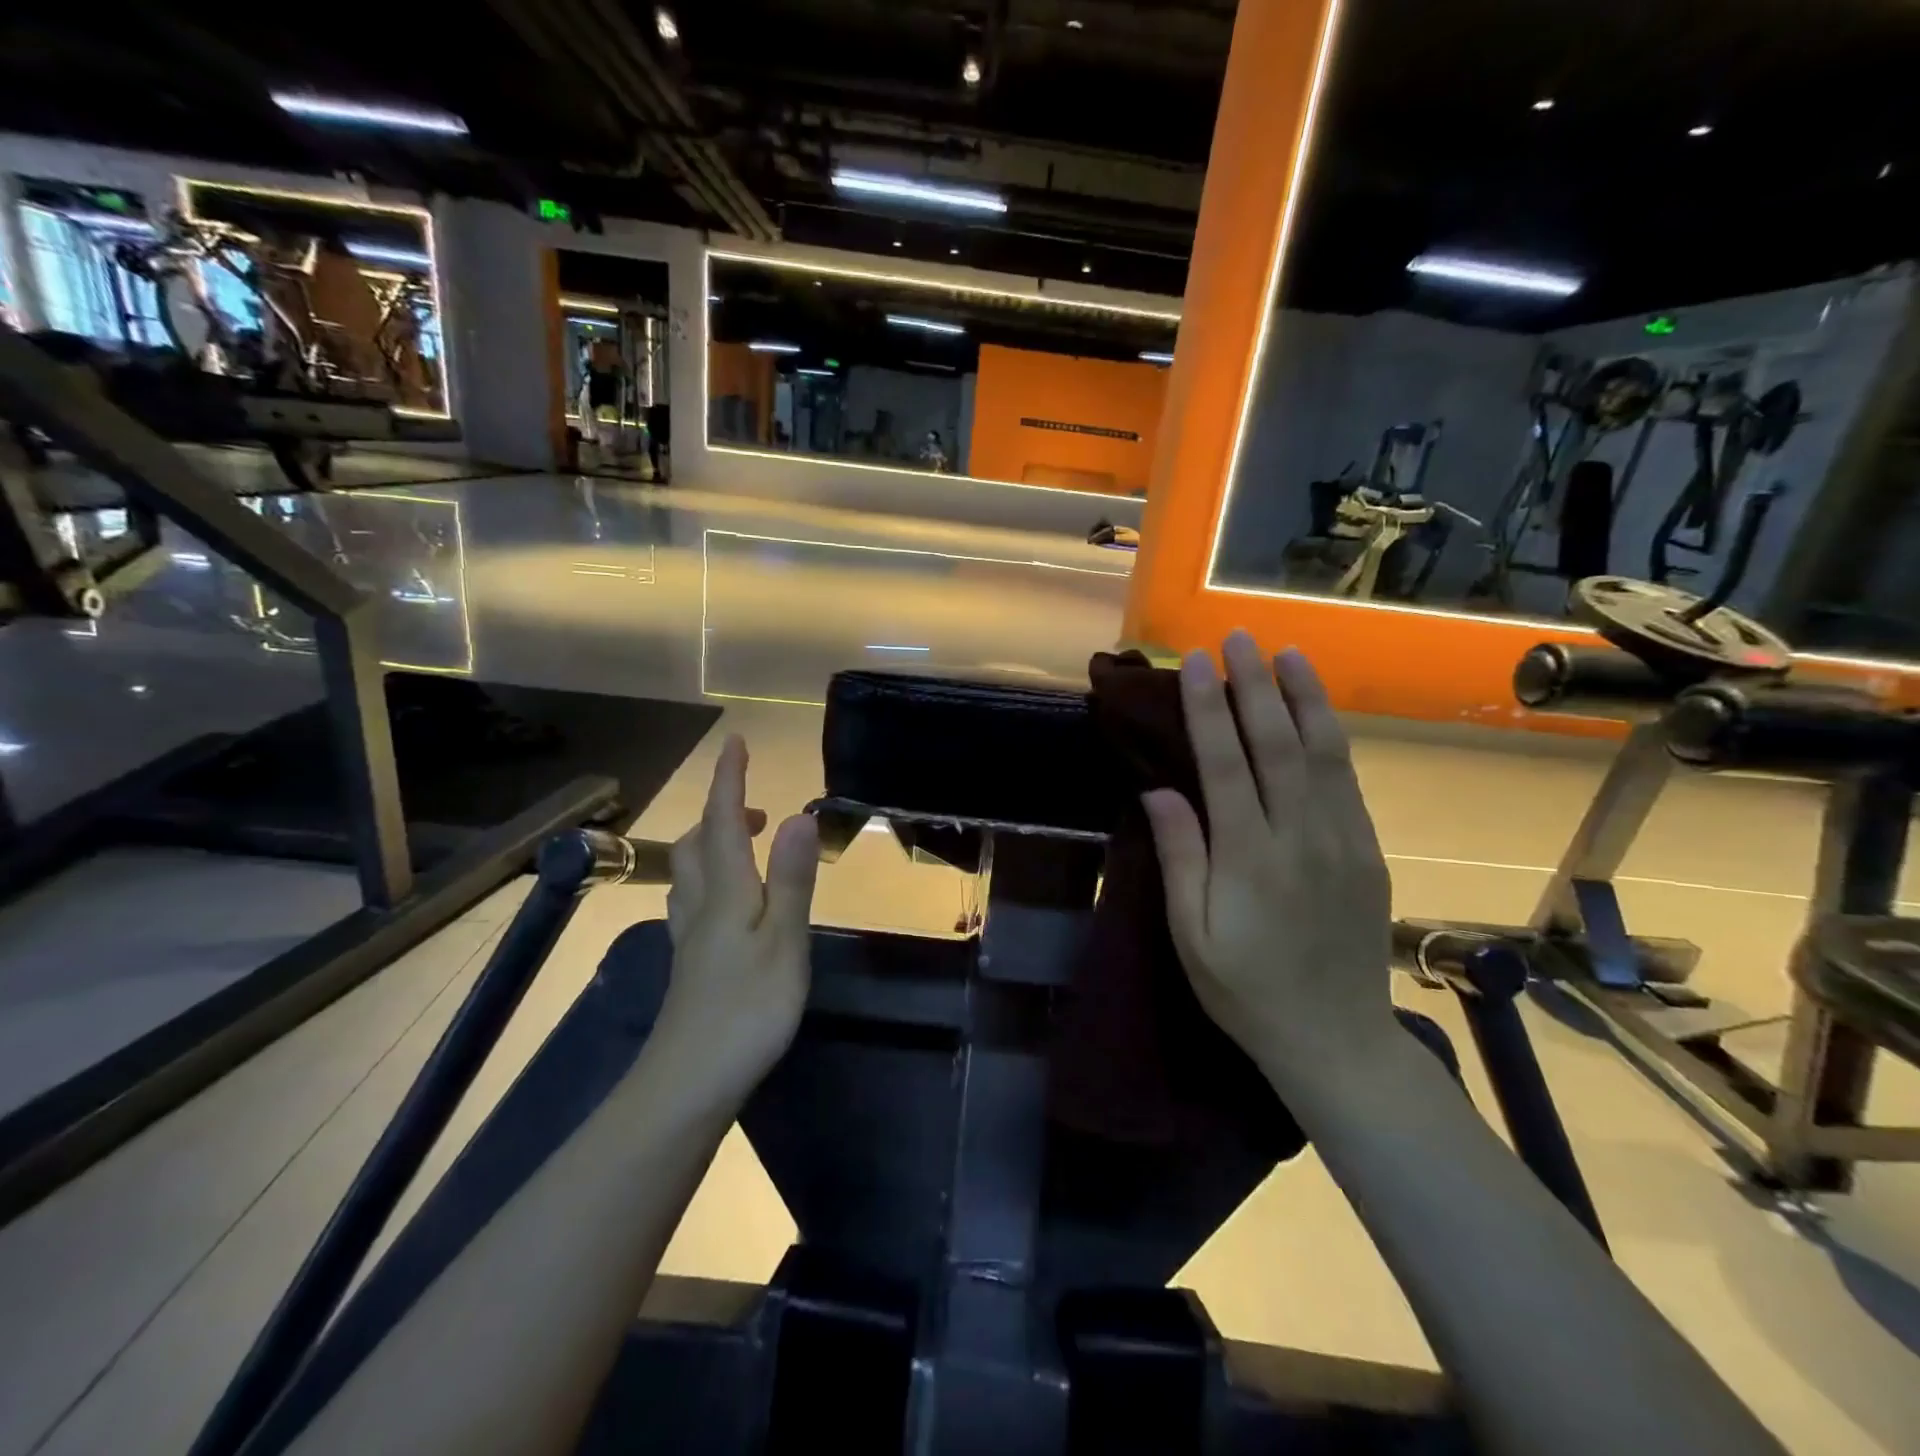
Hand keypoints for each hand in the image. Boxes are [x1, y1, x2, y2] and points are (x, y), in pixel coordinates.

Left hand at [658, 735, 819, 1090]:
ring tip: (745, 844)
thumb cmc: (747, 1009)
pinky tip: (725, 902)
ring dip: (713, 843)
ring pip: (689, 873)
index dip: (729, 780)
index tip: (736, 742)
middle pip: (699, 843)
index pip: (724, 822)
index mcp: (726, 891)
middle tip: (757, 808)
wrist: (689, 1081)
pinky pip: (693, 900)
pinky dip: (710, 879)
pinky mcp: (691, 963)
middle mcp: (700, 904)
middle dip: (722, 813)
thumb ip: (791, 879)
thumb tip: (798, 815)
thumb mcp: (784, 941)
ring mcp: (690, 936)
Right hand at [1142, 632, 1395, 1093]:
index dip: (1208, 709)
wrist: (1336, 1039)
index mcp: (1249, 859)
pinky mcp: (1366, 850)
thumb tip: (1159, 789)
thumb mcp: (1190, 936)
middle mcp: (1300, 837)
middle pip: (1277, 744)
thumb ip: (1180, 857)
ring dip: (1303, 698)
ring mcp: (1342, 840)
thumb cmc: (1244, 991)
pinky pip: (1346, 780)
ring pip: (1322, 753)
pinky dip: (1331, 736)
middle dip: (1255, 686)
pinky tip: (1317, 711)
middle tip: (1239, 638)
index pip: (1225, 764)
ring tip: (1288, 653)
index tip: (1195, 663)